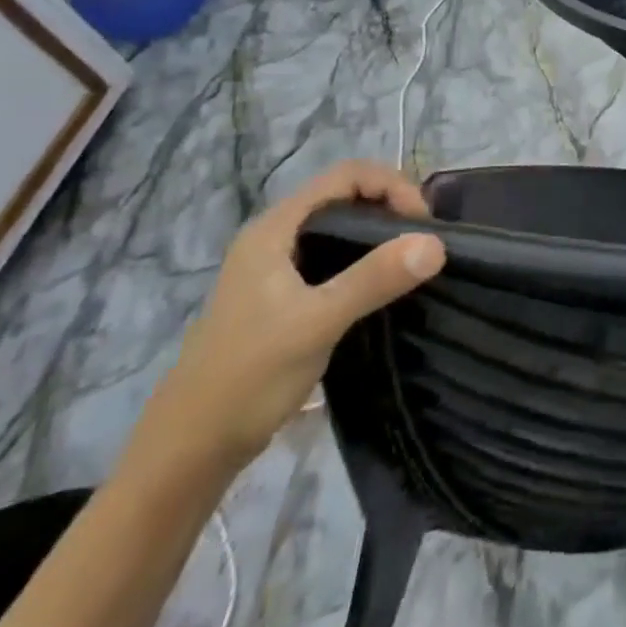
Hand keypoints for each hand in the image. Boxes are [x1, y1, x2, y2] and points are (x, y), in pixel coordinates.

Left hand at [139, 161, 444, 474]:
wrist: (188, 451)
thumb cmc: (248, 376)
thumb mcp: (317, 323)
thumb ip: (374, 279)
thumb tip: (437, 243)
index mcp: (275, 229)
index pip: (345, 175)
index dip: (391, 185)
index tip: (423, 222)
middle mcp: (275, 237)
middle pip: (345, 197)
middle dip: (390, 207)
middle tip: (425, 239)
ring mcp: (277, 268)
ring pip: (340, 229)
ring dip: (380, 235)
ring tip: (414, 259)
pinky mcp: (283, 297)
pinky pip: (334, 258)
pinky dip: (365, 260)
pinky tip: (384, 286)